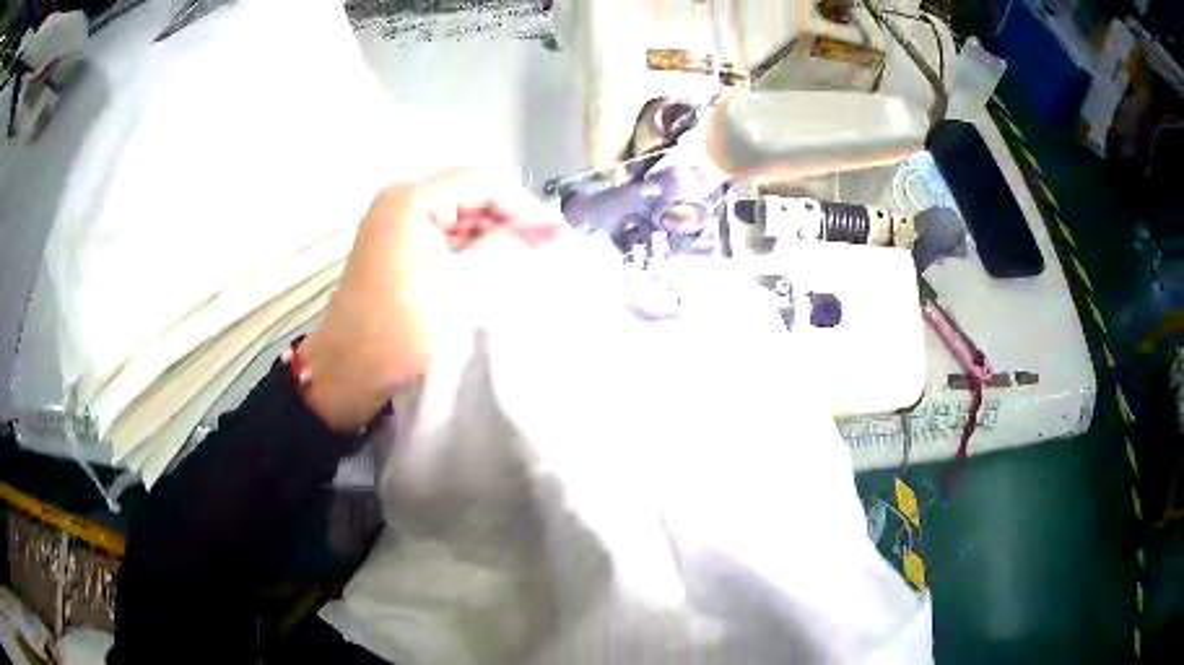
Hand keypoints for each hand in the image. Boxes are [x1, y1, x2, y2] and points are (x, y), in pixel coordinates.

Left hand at [297, 168, 560, 430]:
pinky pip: (445, 234)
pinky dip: (470, 250)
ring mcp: (397, 222)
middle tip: (542, 256)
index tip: (552, 238)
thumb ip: (506, 249)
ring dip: (492, 238)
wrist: (348, 372)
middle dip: (509, 223)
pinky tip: (493, 272)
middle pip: (472, 195)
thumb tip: (552, 227)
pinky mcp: (398, 245)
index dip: (522, 206)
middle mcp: (403, 199)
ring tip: (522, 267)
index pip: (484, 182)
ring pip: (461, 215)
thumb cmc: (399, 330)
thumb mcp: (460, 288)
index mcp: (412, 199)